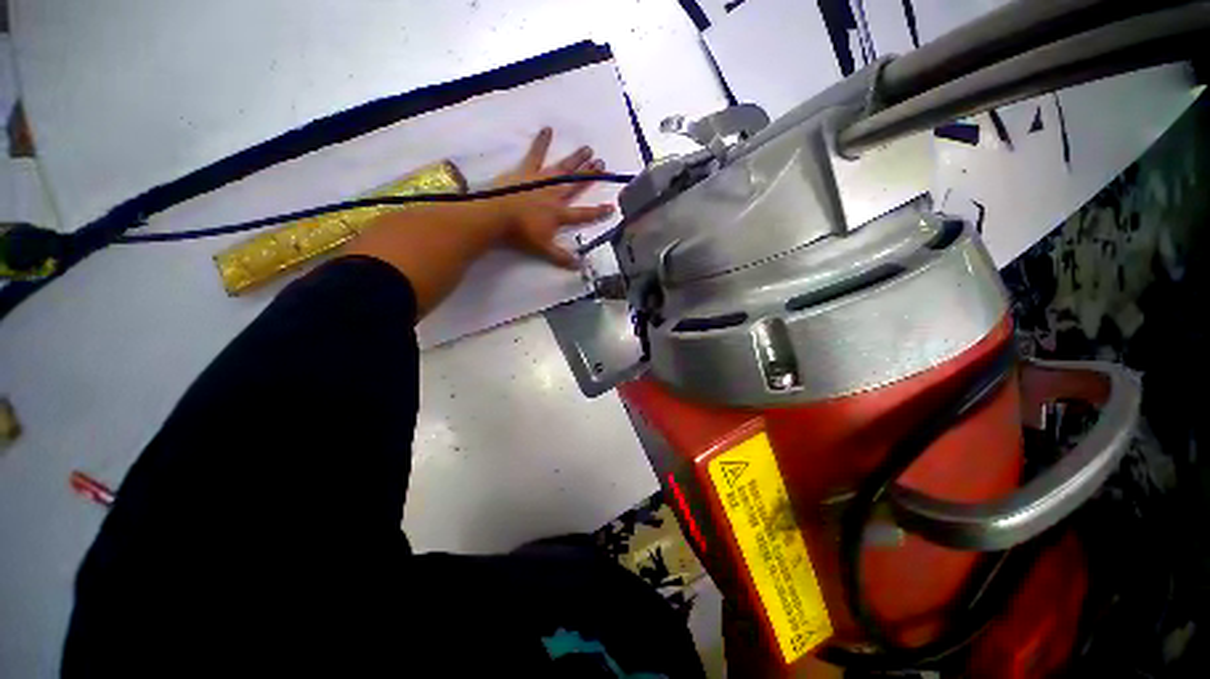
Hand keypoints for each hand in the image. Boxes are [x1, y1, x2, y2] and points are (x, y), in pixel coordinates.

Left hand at [489, 127, 613, 267]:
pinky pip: (535, 154)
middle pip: (576, 185)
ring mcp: (541, 181)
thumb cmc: (520, 234)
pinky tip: (548, 129)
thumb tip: (581, 266)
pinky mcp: (526, 171)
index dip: (598, 212)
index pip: (584, 214)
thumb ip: (562, 257)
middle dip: (590, 176)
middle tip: (603, 164)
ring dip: (576, 159)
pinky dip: (541, 142)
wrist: (496, 216)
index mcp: (560, 214)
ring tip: (588, 148)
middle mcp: (555, 195)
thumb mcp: (543, 249)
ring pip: (563, 169)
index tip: (612, 206)